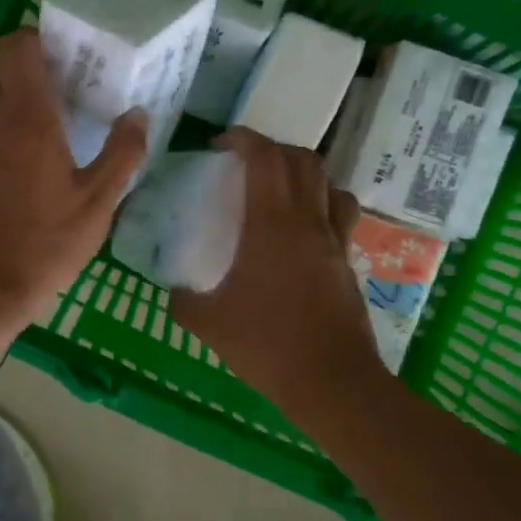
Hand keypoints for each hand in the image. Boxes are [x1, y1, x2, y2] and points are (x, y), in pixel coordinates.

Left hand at [0, 28, 146, 319]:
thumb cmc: (46, 245)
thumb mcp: (98, 203)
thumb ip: (122, 154)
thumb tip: (137, 115)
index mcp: (28, 119)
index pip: (16, 47)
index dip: (39, 38)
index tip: (68, 55)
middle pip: (4, 70)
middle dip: (35, 71)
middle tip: (71, 92)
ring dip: (21, 106)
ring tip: (56, 134)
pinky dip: (5, 135)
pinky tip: (28, 170)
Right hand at [170, 129, 384, 415]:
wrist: (331, 381)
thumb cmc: (266, 344)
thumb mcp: (209, 323)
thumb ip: (183, 301)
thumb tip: (173, 290)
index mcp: (272, 224)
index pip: (265, 158)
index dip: (244, 139)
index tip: (221, 144)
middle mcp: (308, 221)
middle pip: (303, 161)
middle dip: (274, 150)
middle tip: (247, 164)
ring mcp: (334, 241)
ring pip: (330, 185)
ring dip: (305, 175)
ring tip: (281, 191)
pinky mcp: (347, 263)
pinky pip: (339, 217)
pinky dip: (321, 207)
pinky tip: (302, 234)